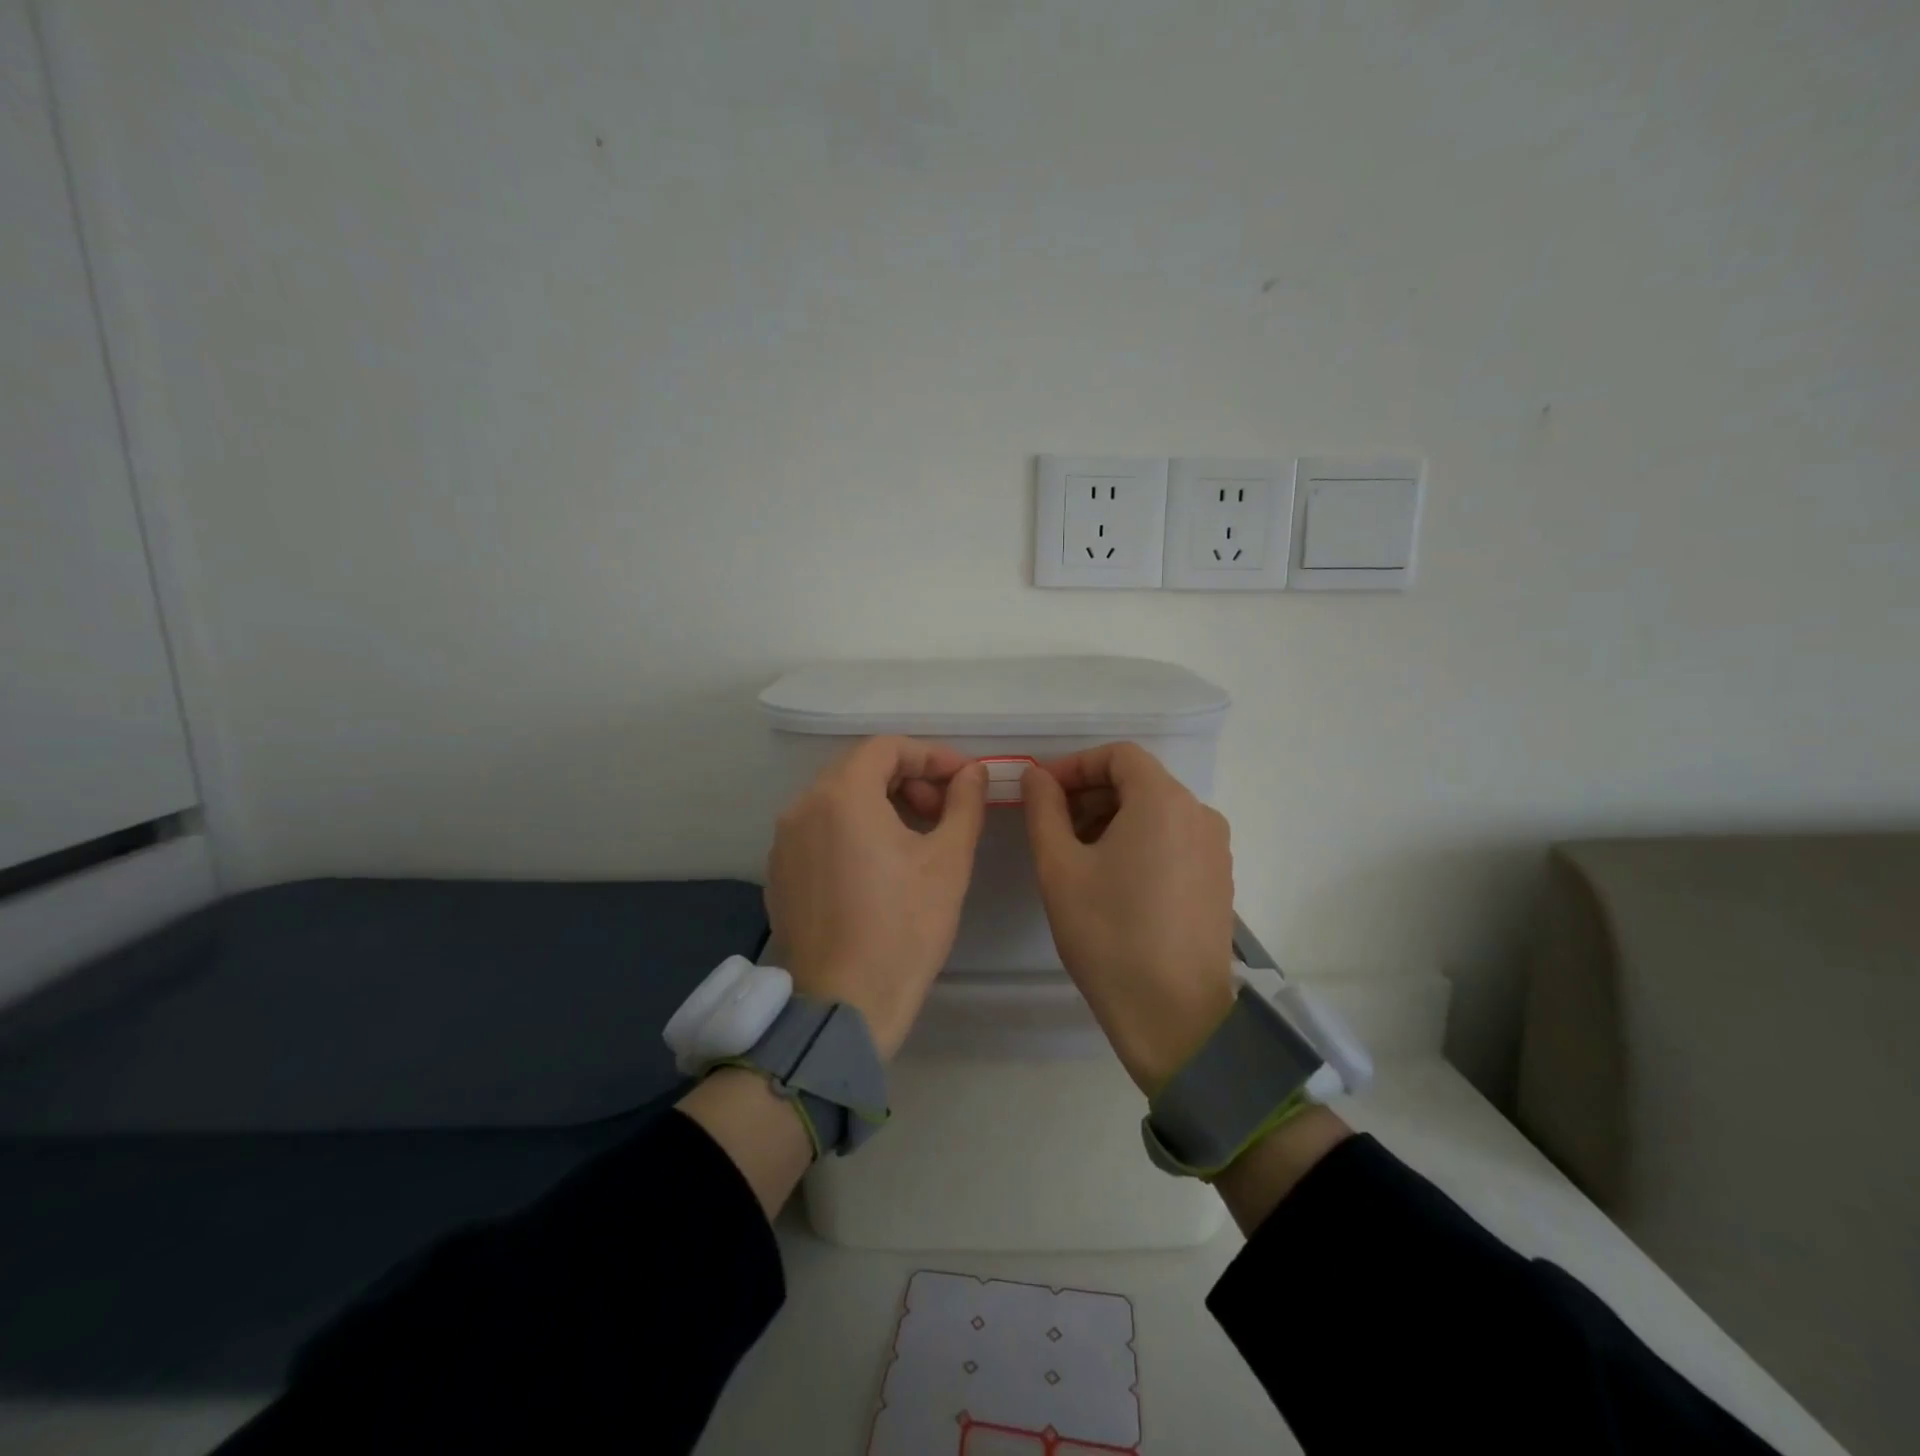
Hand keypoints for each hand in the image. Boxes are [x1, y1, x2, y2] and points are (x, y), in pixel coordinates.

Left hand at [765, 736, 986, 1059]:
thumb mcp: (948, 861)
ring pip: (838, 799)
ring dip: (881, 803)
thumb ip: (964, 804)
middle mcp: (802, 806)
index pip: (887, 747)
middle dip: (908, 779)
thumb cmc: (904, 927)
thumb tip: (973, 774)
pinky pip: (819, 830)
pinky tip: (879, 866)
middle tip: (942, 811)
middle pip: (859, 768)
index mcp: (841, 794)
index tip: (964, 779)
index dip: (931, 756)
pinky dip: (853, 830)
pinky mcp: (779, 873)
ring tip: (916, 837)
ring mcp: (784, 841)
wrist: (844, 1005)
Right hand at [1022, 743, 1237, 1095]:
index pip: (1118, 755)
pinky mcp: (1219, 880)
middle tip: (1053, 827)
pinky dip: (1138, 842)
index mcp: (1164, 801)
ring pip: (1156, 812)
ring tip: (1077, 857)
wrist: (1175, 1017)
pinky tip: (1112, 881)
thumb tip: (1038, 776)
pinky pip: (1174, 840)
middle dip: (1090, 795)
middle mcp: (1199, 814)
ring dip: (1111, 819)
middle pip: (1139, 782)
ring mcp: (1215, 849)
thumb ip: (1044, 810)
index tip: (1043, 793)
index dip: (1076, 766)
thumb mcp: (1060, 868)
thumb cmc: (1109, 934)